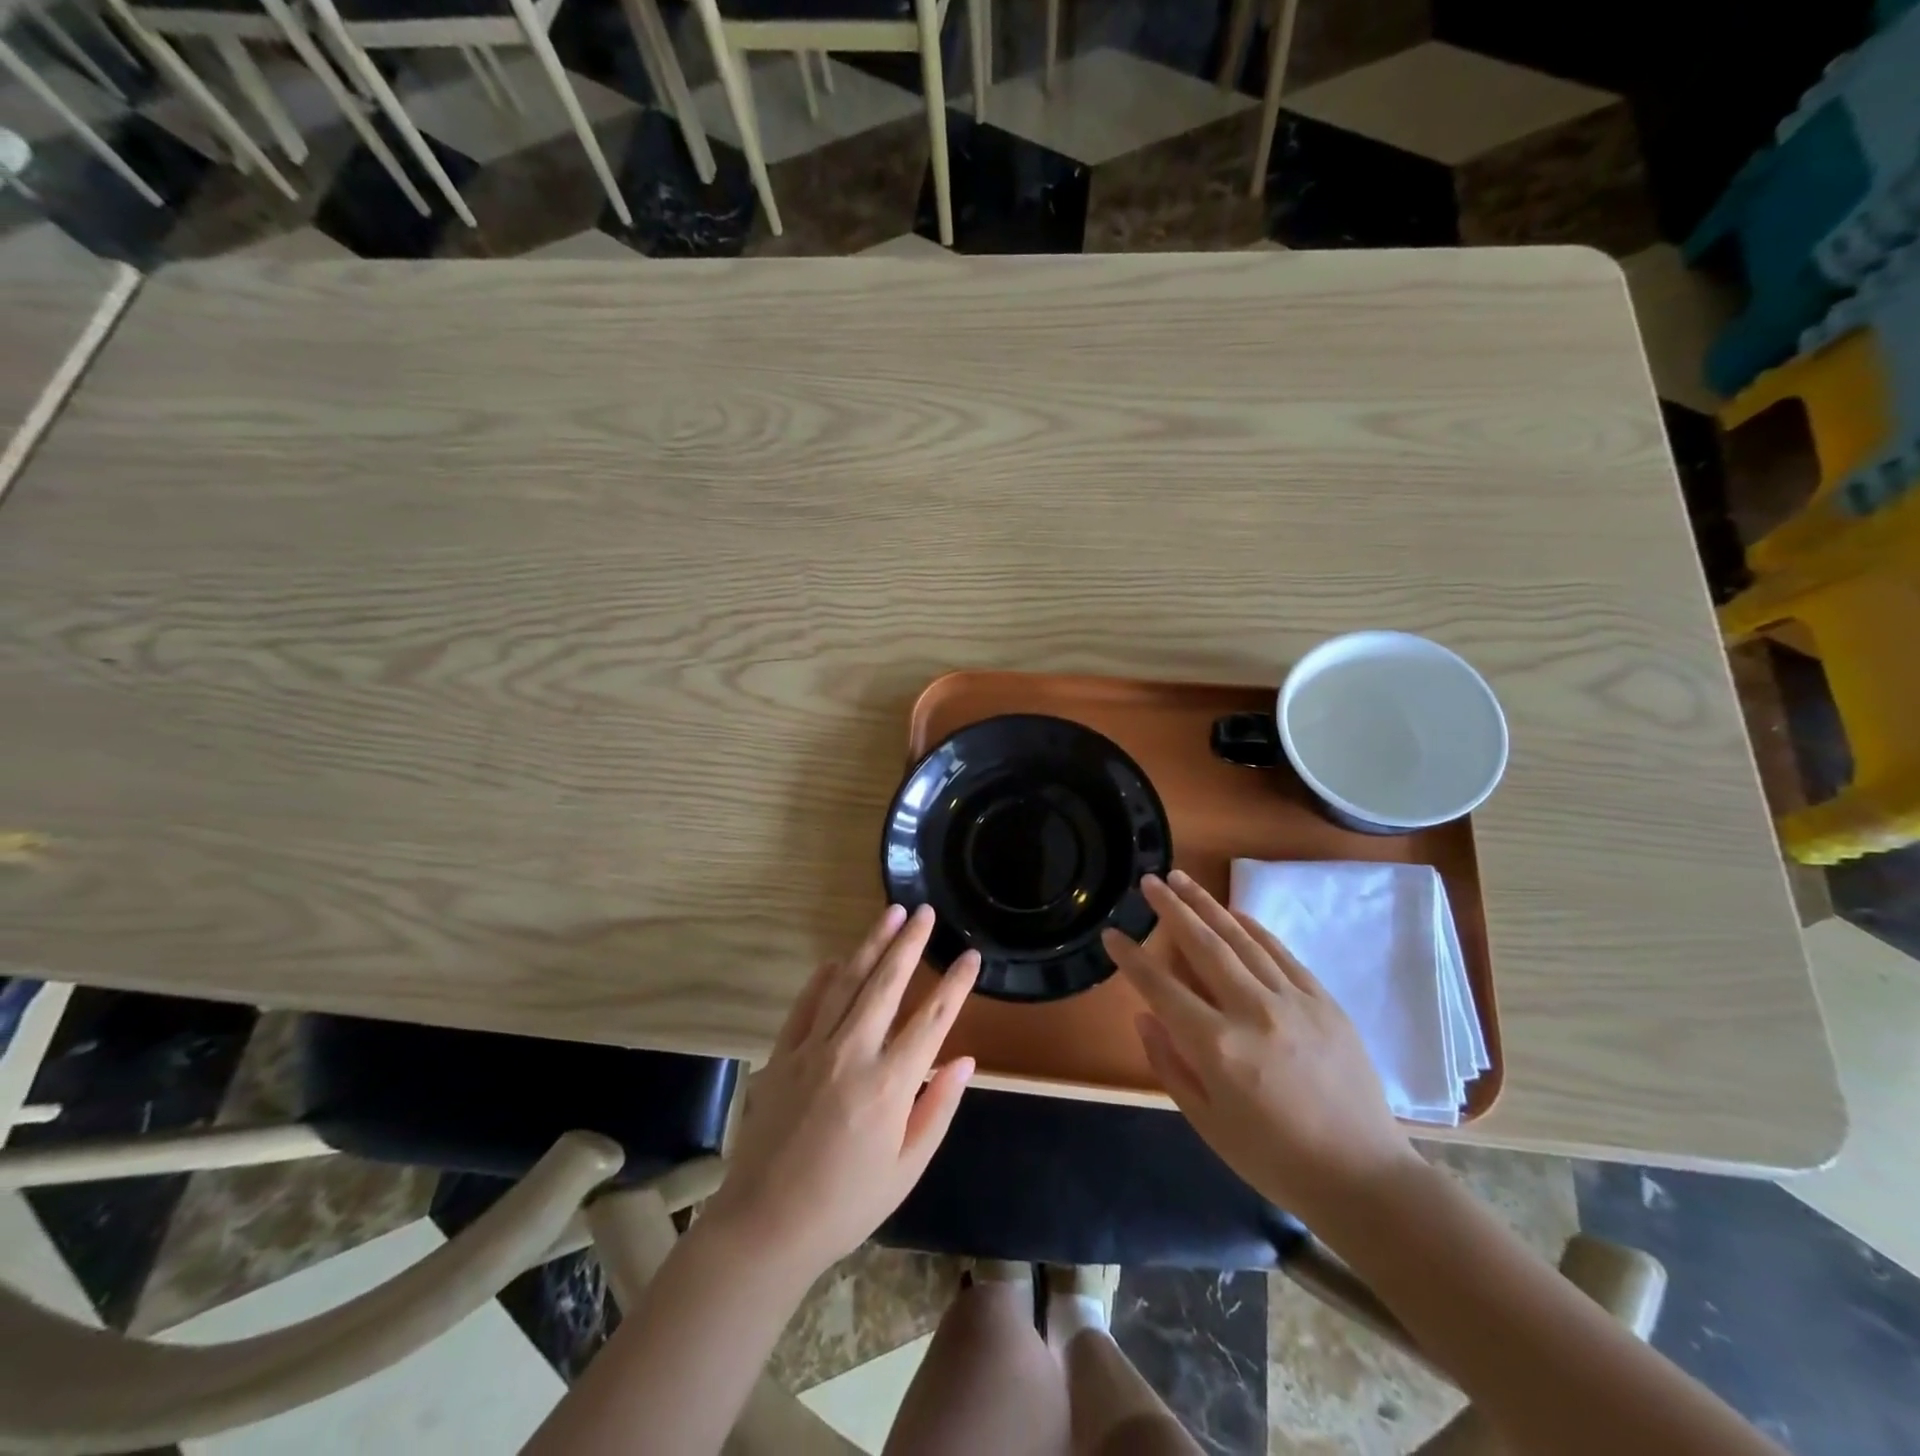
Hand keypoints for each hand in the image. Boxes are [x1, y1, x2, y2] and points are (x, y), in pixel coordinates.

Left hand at [703, 904, 980, 1281]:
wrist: (765, 1226)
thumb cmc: (846, 1204)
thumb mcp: (906, 1168)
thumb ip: (937, 1109)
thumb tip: (964, 1059)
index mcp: (890, 1084)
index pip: (933, 1018)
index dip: (956, 983)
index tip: (971, 955)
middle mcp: (853, 1053)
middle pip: (888, 983)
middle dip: (910, 942)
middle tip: (926, 911)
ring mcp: (813, 1049)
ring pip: (848, 981)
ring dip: (871, 943)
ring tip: (891, 913)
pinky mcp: (782, 1054)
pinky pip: (806, 1003)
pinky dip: (824, 977)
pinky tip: (838, 958)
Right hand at [1102, 871, 1417, 1228]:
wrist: (1363, 1178)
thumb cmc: (1274, 1160)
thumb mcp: (1207, 1123)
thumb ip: (1170, 1064)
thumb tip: (1145, 1015)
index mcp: (1217, 1046)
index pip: (1161, 987)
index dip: (1132, 958)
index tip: (1112, 933)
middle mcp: (1252, 1011)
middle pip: (1202, 945)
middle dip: (1171, 908)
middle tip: (1149, 881)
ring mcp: (1292, 1001)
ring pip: (1241, 939)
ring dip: (1207, 905)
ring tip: (1181, 879)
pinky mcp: (1323, 1001)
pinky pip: (1281, 952)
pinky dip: (1253, 928)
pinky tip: (1234, 912)